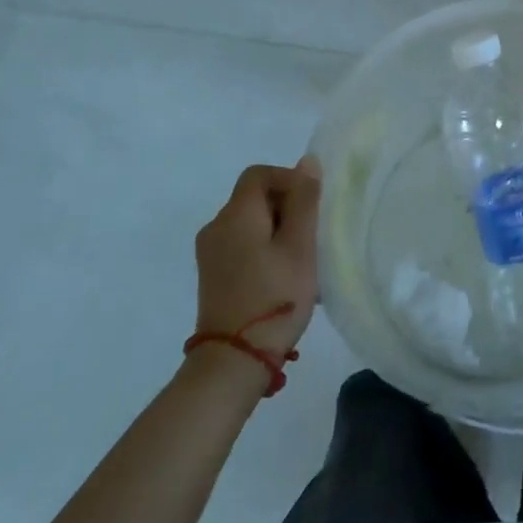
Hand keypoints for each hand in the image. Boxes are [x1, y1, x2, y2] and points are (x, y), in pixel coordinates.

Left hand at [193, 158, 321, 355]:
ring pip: (250, 223)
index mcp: (235, 214)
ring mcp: (210, 254)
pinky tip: (283, 275)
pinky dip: (264, 248)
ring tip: (302, 258)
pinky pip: (242, 245)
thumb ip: (304, 200)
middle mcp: (215, 227)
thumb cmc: (274, 296)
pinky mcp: (212, 276)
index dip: (289, 179)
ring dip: (278, 230)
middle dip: (286, 207)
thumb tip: (307, 161)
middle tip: (312, 235)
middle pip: (254, 197)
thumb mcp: (300, 245)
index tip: (311, 206)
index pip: (259, 174)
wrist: (234, 362)